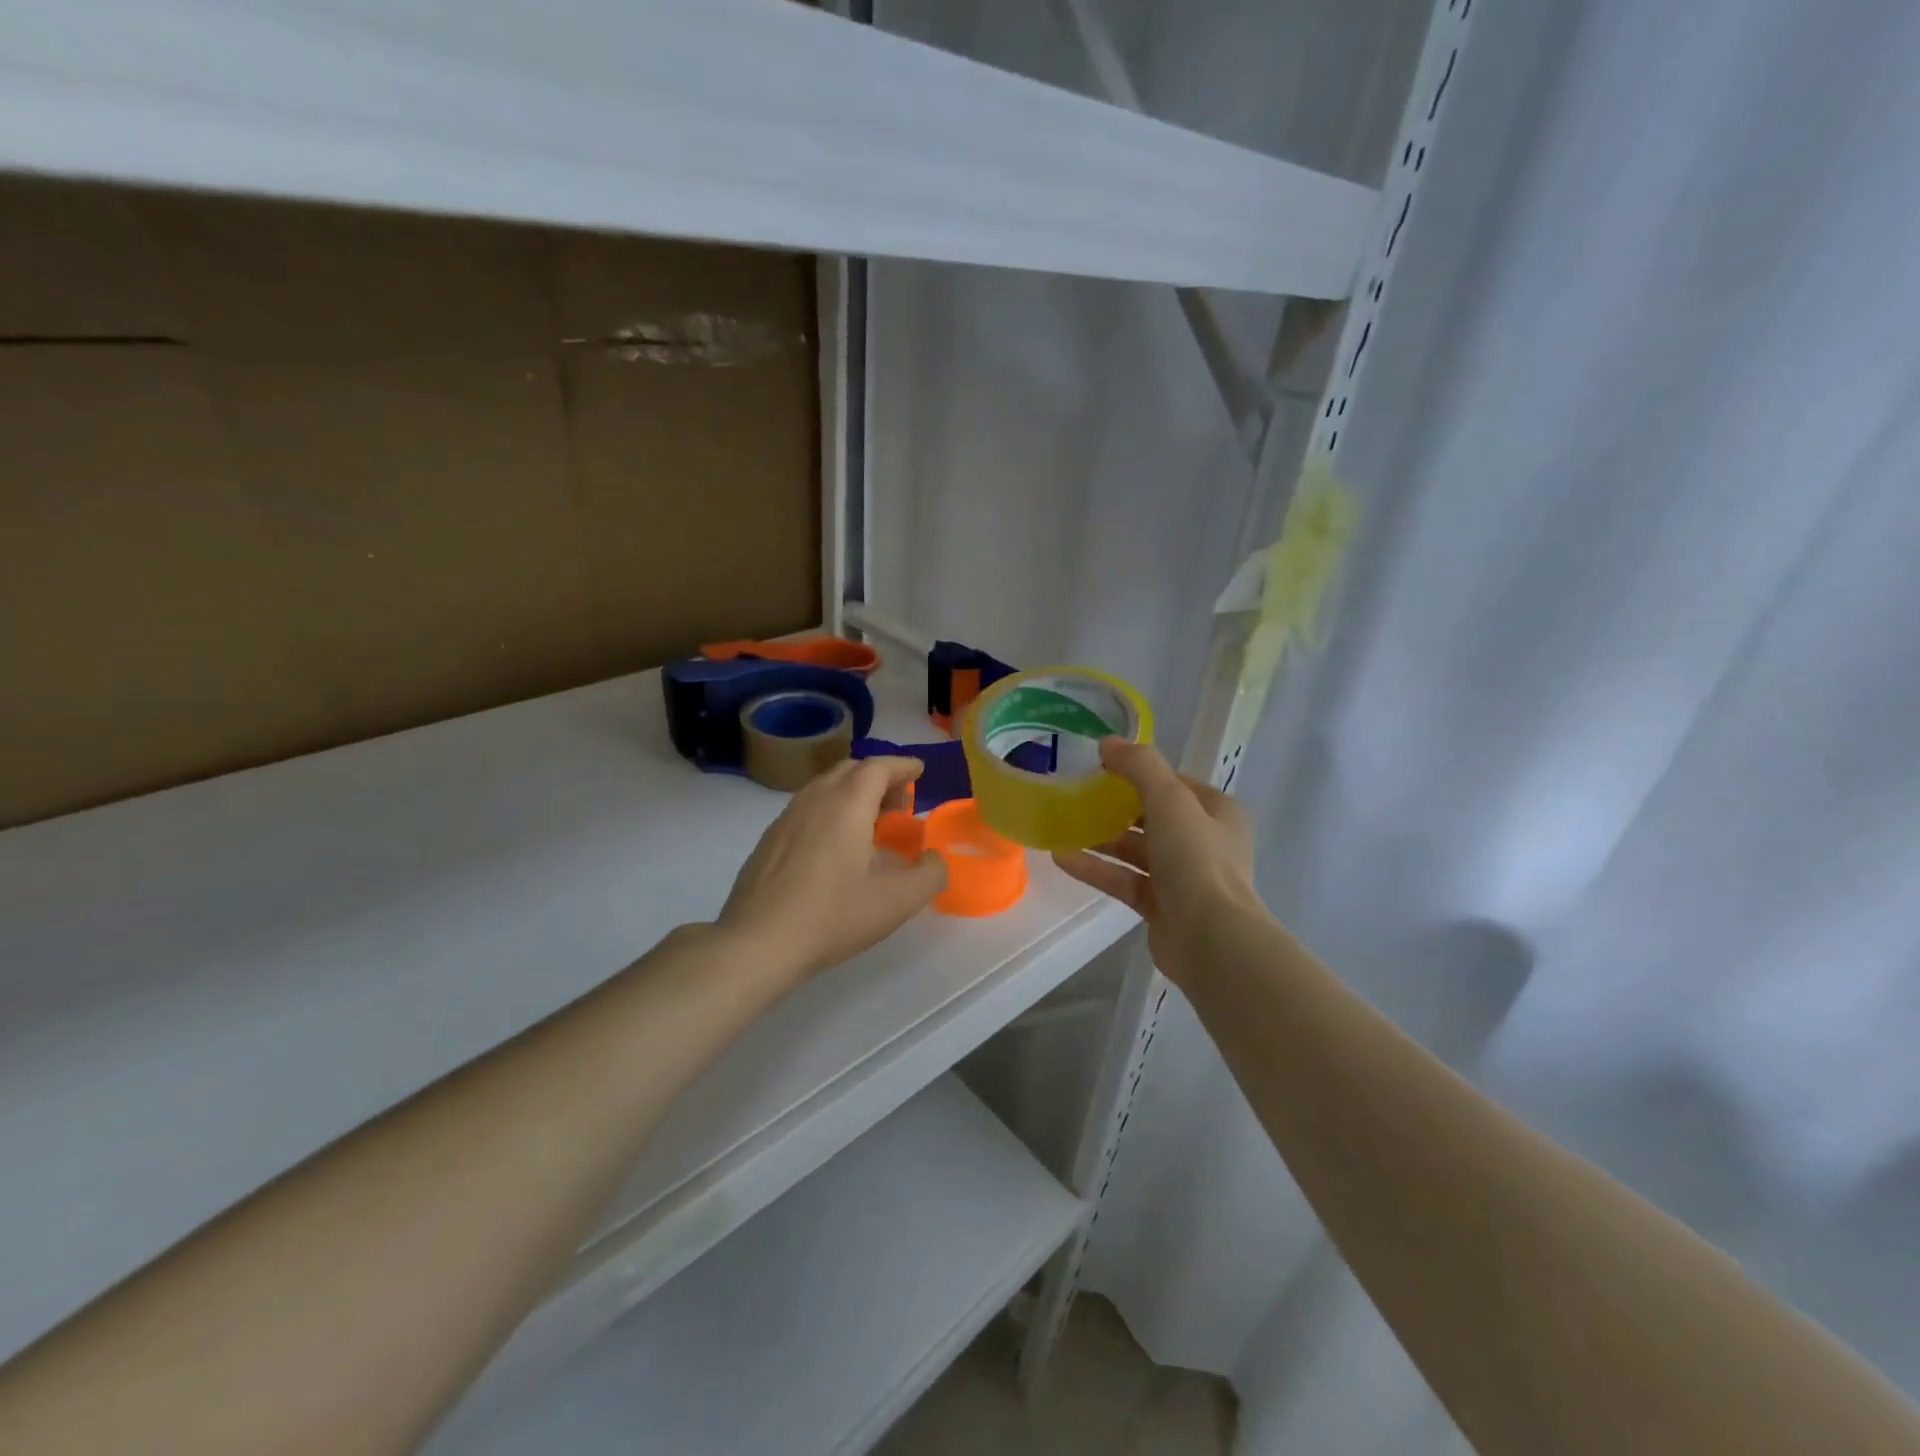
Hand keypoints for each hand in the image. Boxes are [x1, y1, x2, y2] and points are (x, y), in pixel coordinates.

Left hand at [719, 757, 947, 982]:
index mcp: (847, 804)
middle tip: (899, 804)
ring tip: (870, 825)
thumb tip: (933, 858)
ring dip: (853, 794)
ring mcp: (786, 818)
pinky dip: (830, 811)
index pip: (878, 767)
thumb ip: (929, 874)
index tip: (919, 771)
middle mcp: (815, 799)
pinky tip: (834, 848)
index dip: (902, 766)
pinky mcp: (769, 840)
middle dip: (879, 778)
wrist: (757, 942)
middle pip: (850, 770)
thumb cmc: (833, 915)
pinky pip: (807, 809)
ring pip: (825, 788)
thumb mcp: (898, 900)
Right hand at [1052, 739, 1258, 982]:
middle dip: (1115, 806)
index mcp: (1217, 811)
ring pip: (1136, 849)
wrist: (1212, 940)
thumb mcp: (1170, 800)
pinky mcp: (1161, 905)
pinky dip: (1097, 868)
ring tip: (1061, 824)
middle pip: (1152, 816)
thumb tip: (1107, 743)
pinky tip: (1062, 858)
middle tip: (1075, 794)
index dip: (1139, 772)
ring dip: (1101, 838)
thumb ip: (1140, 766)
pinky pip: (1124, 879)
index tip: (1100, 767)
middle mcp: (1203, 841)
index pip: (1173, 783)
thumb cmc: (1197, 859)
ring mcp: (1182, 876)